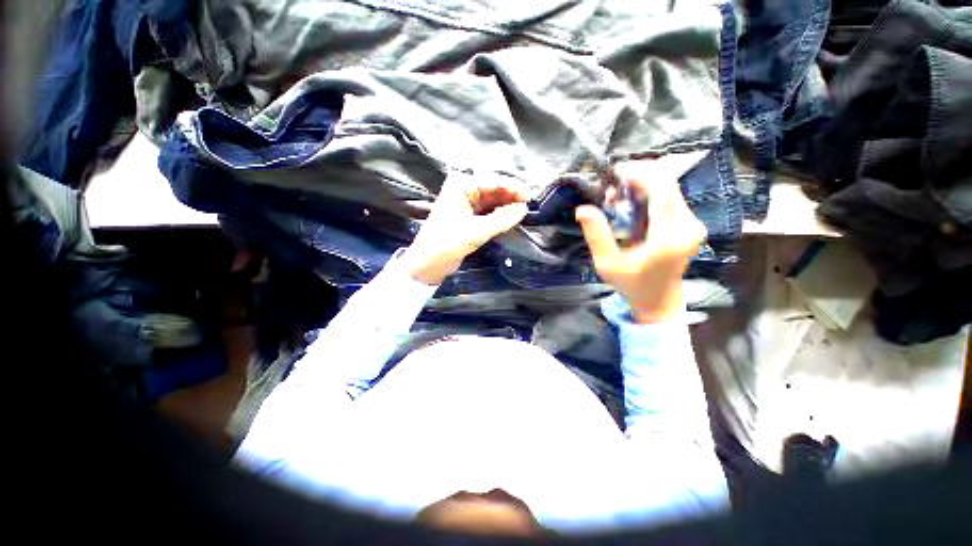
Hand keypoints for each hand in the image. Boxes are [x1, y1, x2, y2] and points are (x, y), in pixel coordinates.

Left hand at [405, 175, 529, 284]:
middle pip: (493, 189)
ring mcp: (465, 205)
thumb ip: (502, 219)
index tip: (530, 197)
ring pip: (491, 201)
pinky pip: (487, 212)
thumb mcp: (476, 231)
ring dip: (506, 205)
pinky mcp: (467, 218)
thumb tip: (523, 209)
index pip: (493, 182)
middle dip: (511, 196)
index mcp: (461, 187)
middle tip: (529, 205)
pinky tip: (510, 217)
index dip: (513, 188)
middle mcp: (463, 191)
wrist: (427, 264)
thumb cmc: (448, 243)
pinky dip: (499, 215)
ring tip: (523, 211)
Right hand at [575, 161, 706, 323]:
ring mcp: (693, 223)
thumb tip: (583, 208)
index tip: (614, 174)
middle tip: (612, 186)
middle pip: (668, 183)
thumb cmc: (632, 284)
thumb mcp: (608, 264)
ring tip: (617, 197)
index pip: (661, 190)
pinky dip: (649, 194)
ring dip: (642, 185)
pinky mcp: (690, 224)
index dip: (639, 174)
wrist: (659, 300)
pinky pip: (670, 197)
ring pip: (669, 188)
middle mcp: (688, 225)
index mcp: (669, 236)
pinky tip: (631, 204)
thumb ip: (597, 235)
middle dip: (638, 177)